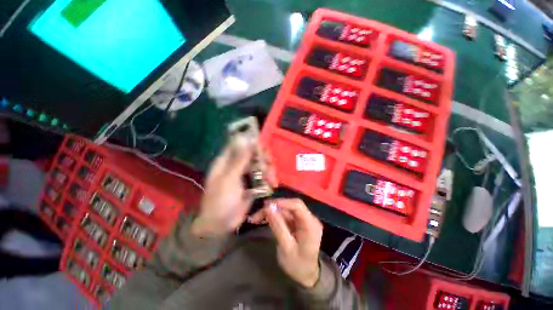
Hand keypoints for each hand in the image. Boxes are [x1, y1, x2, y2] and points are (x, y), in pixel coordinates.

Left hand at [191, 136, 277, 236]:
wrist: (220, 225)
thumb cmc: (220, 201)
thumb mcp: (229, 179)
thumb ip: (239, 160)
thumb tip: (247, 139)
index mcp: (227, 160)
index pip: (241, 144)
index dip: (252, 143)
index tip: (263, 149)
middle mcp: (237, 164)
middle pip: (254, 154)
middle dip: (264, 160)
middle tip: (268, 169)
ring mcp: (245, 174)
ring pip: (261, 165)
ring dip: (268, 171)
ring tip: (272, 181)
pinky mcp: (252, 183)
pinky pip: (263, 176)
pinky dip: (269, 179)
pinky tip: (272, 185)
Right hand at [250, 198, 322, 287]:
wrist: (307, 275)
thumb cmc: (298, 265)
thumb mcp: (286, 249)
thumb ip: (278, 227)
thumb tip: (268, 208)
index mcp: (311, 224)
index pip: (298, 205)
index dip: (282, 202)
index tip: (267, 206)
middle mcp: (309, 218)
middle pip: (290, 206)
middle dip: (273, 207)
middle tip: (257, 214)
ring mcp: (303, 219)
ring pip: (285, 209)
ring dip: (271, 212)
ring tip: (257, 217)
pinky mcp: (297, 222)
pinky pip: (285, 215)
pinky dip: (274, 216)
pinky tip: (264, 219)